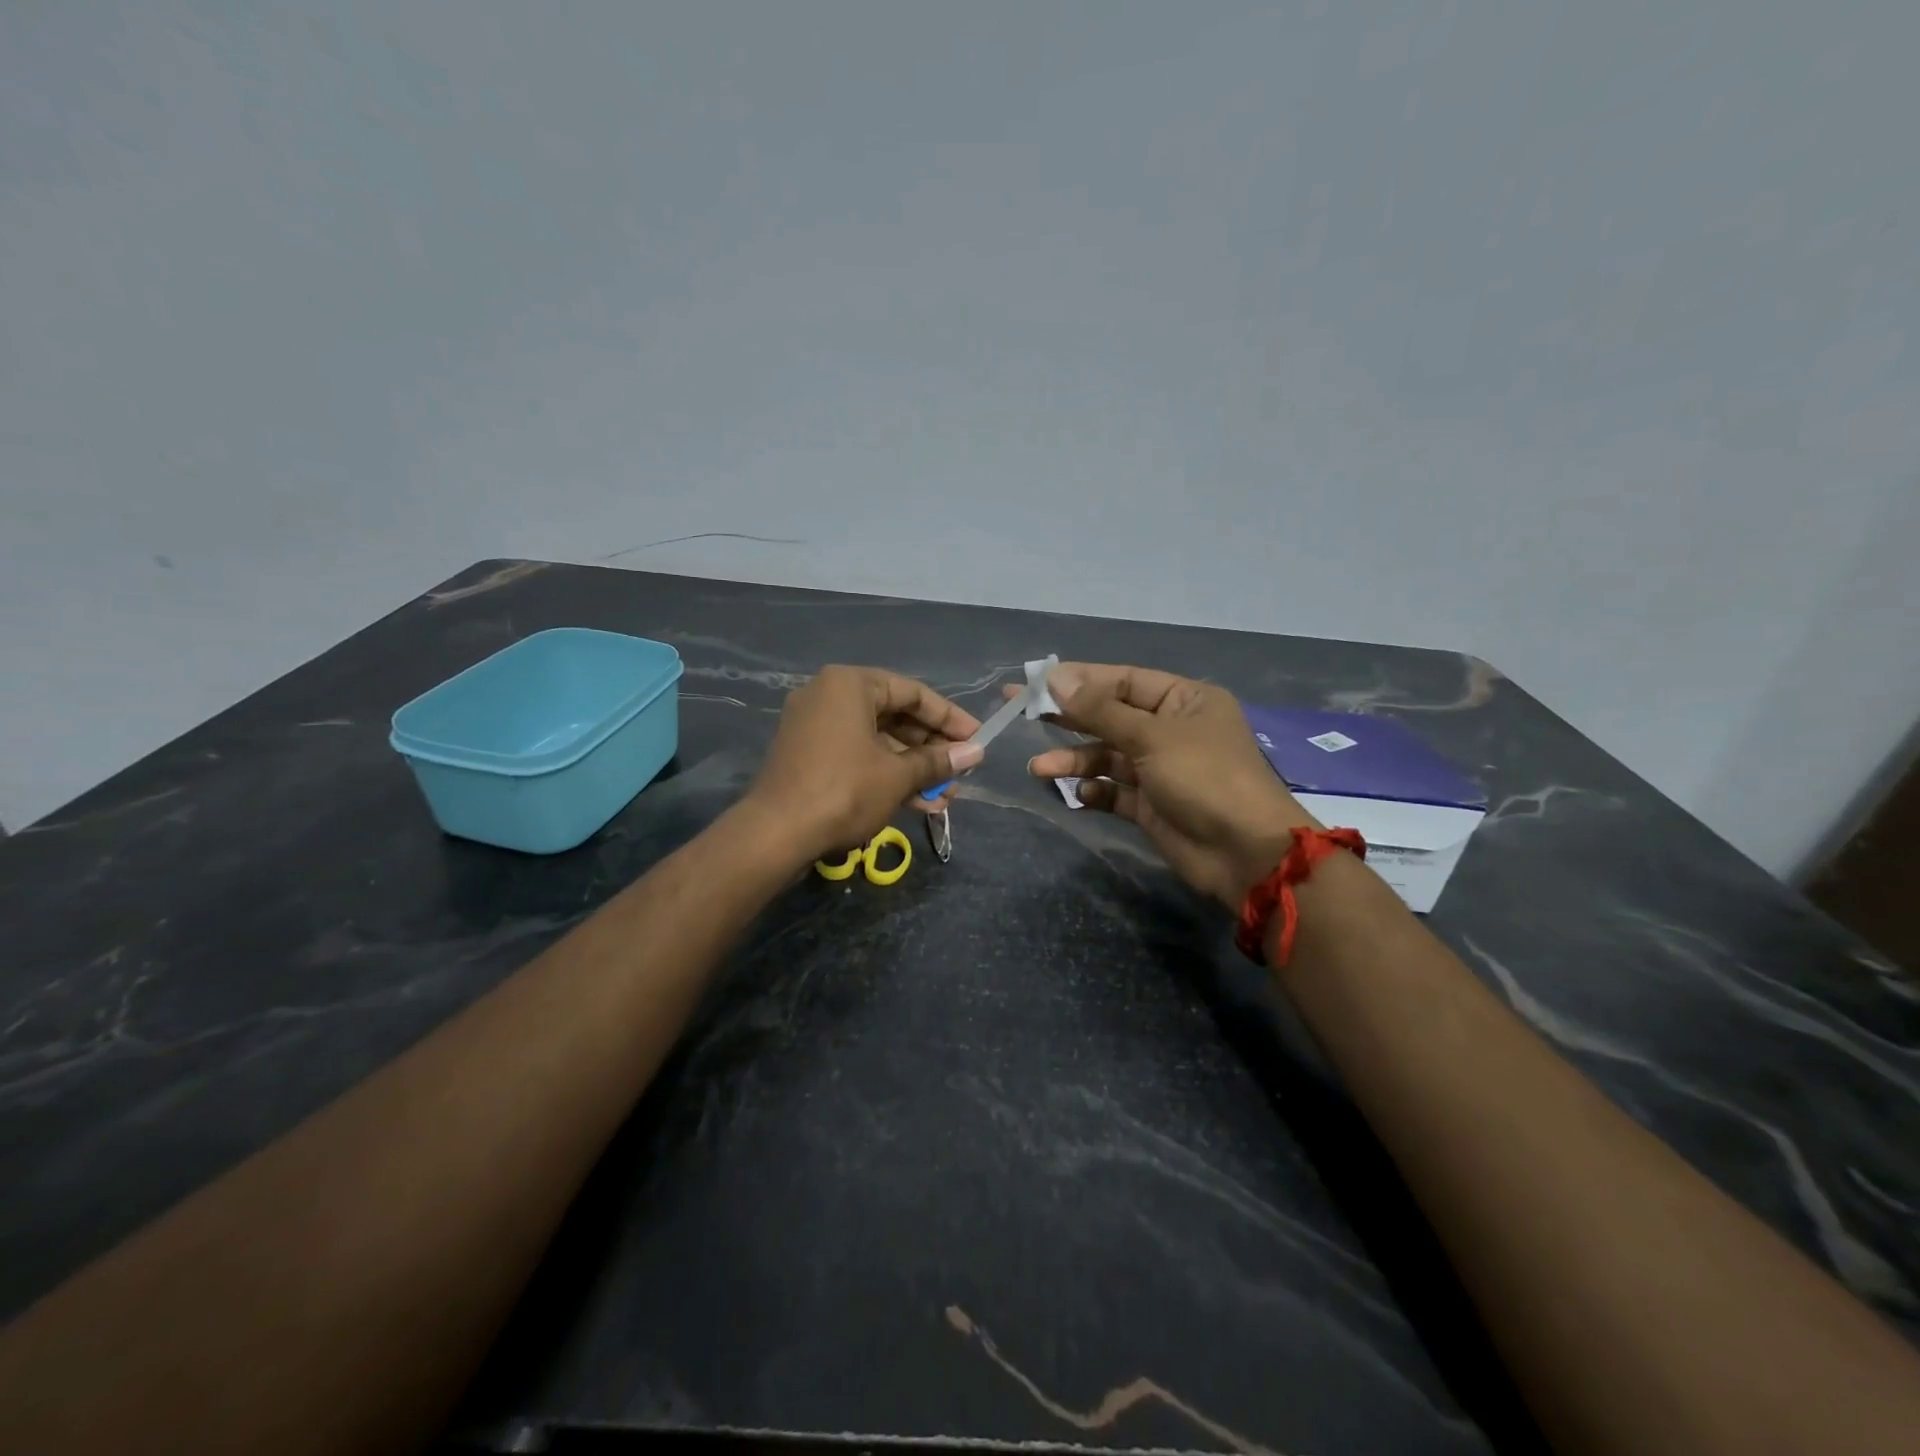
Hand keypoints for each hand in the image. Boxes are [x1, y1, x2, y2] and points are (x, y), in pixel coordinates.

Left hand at [745, 666, 983, 863]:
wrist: (776, 834)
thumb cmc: (845, 791)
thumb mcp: (898, 775)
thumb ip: (938, 761)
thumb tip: (976, 752)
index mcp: (850, 685)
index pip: (912, 693)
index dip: (950, 718)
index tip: (977, 739)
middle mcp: (829, 696)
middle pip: (895, 716)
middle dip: (931, 748)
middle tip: (961, 771)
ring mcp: (815, 726)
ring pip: (877, 741)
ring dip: (913, 768)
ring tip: (946, 797)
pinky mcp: (808, 756)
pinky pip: (857, 755)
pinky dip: (886, 774)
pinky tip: (918, 803)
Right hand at [1024, 663, 1315, 907]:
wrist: (1244, 854)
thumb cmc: (1204, 778)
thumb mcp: (1152, 737)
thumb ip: (1101, 710)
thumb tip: (1057, 678)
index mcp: (1184, 701)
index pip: (1124, 681)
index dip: (1080, 680)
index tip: (1036, 683)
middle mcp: (1171, 730)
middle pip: (1110, 717)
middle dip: (1067, 718)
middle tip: (1018, 711)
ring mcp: (1161, 770)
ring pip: (1107, 757)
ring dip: (1074, 760)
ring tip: (1038, 768)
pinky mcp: (1152, 805)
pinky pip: (1114, 791)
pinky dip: (1095, 791)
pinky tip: (1080, 794)